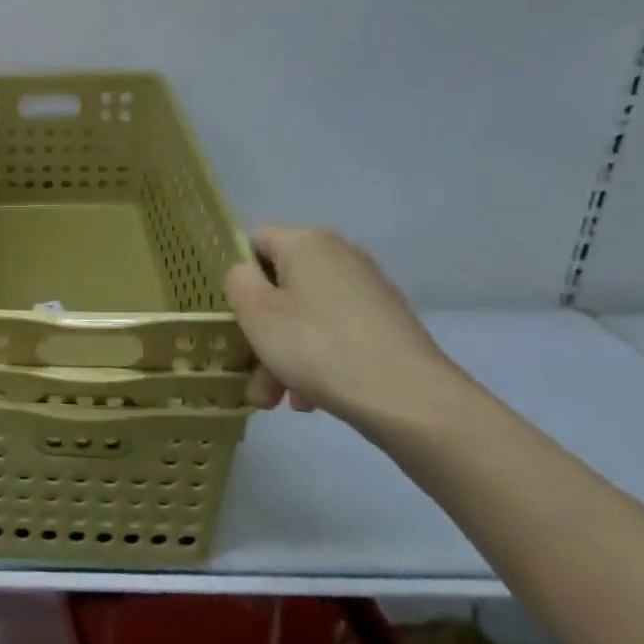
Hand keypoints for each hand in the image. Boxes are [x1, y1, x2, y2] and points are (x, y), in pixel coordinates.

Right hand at [223, 225, 470, 429]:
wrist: (412, 402)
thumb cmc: (319, 347)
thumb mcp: (257, 313)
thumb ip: (238, 282)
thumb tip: (247, 274)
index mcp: (307, 243)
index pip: (255, 241)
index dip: (237, 275)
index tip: (231, 313)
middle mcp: (340, 257)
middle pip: (280, 285)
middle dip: (259, 329)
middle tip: (249, 370)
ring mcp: (367, 292)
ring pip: (304, 315)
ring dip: (282, 353)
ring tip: (277, 400)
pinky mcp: (386, 326)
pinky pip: (333, 333)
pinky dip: (315, 359)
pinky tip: (309, 400)